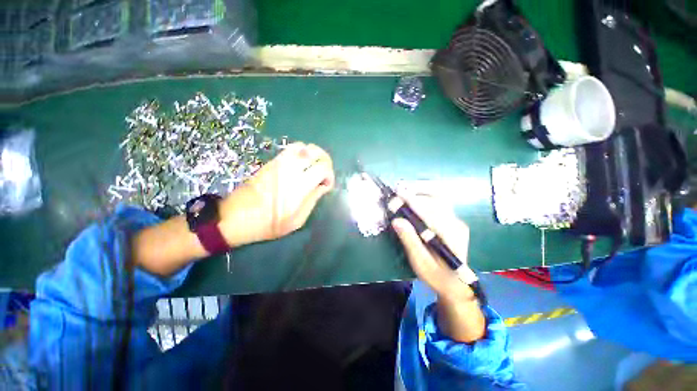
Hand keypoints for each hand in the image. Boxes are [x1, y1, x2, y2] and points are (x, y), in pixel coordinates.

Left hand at [219, 142, 334, 247]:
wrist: (237, 217)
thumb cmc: (269, 224)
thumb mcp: (297, 220)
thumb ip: (313, 200)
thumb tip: (323, 186)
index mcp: (300, 186)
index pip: (323, 167)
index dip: (330, 175)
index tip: (326, 185)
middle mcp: (291, 169)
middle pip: (316, 152)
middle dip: (325, 160)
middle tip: (323, 172)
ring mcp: (279, 162)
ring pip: (303, 146)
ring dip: (313, 154)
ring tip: (313, 166)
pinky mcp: (271, 161)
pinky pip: (291, 148)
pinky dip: (301, 152)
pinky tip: (300, 164)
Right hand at [391, 192, 485, 341]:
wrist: (457, 283)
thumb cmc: (437, 276)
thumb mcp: (420, 263)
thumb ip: (410, 241)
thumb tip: (397, 220)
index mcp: (450, 237)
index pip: (430, 212)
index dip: (411, 202)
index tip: (395, 198)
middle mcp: (456, 224)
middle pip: (436, 200)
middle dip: (414, 195)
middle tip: (396, 197)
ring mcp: (456, 221)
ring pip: (438, 199)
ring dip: (419, 194)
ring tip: (402, 195)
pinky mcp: (452, 220)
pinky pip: (437, 203)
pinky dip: (423, 198)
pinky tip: (412, 201)